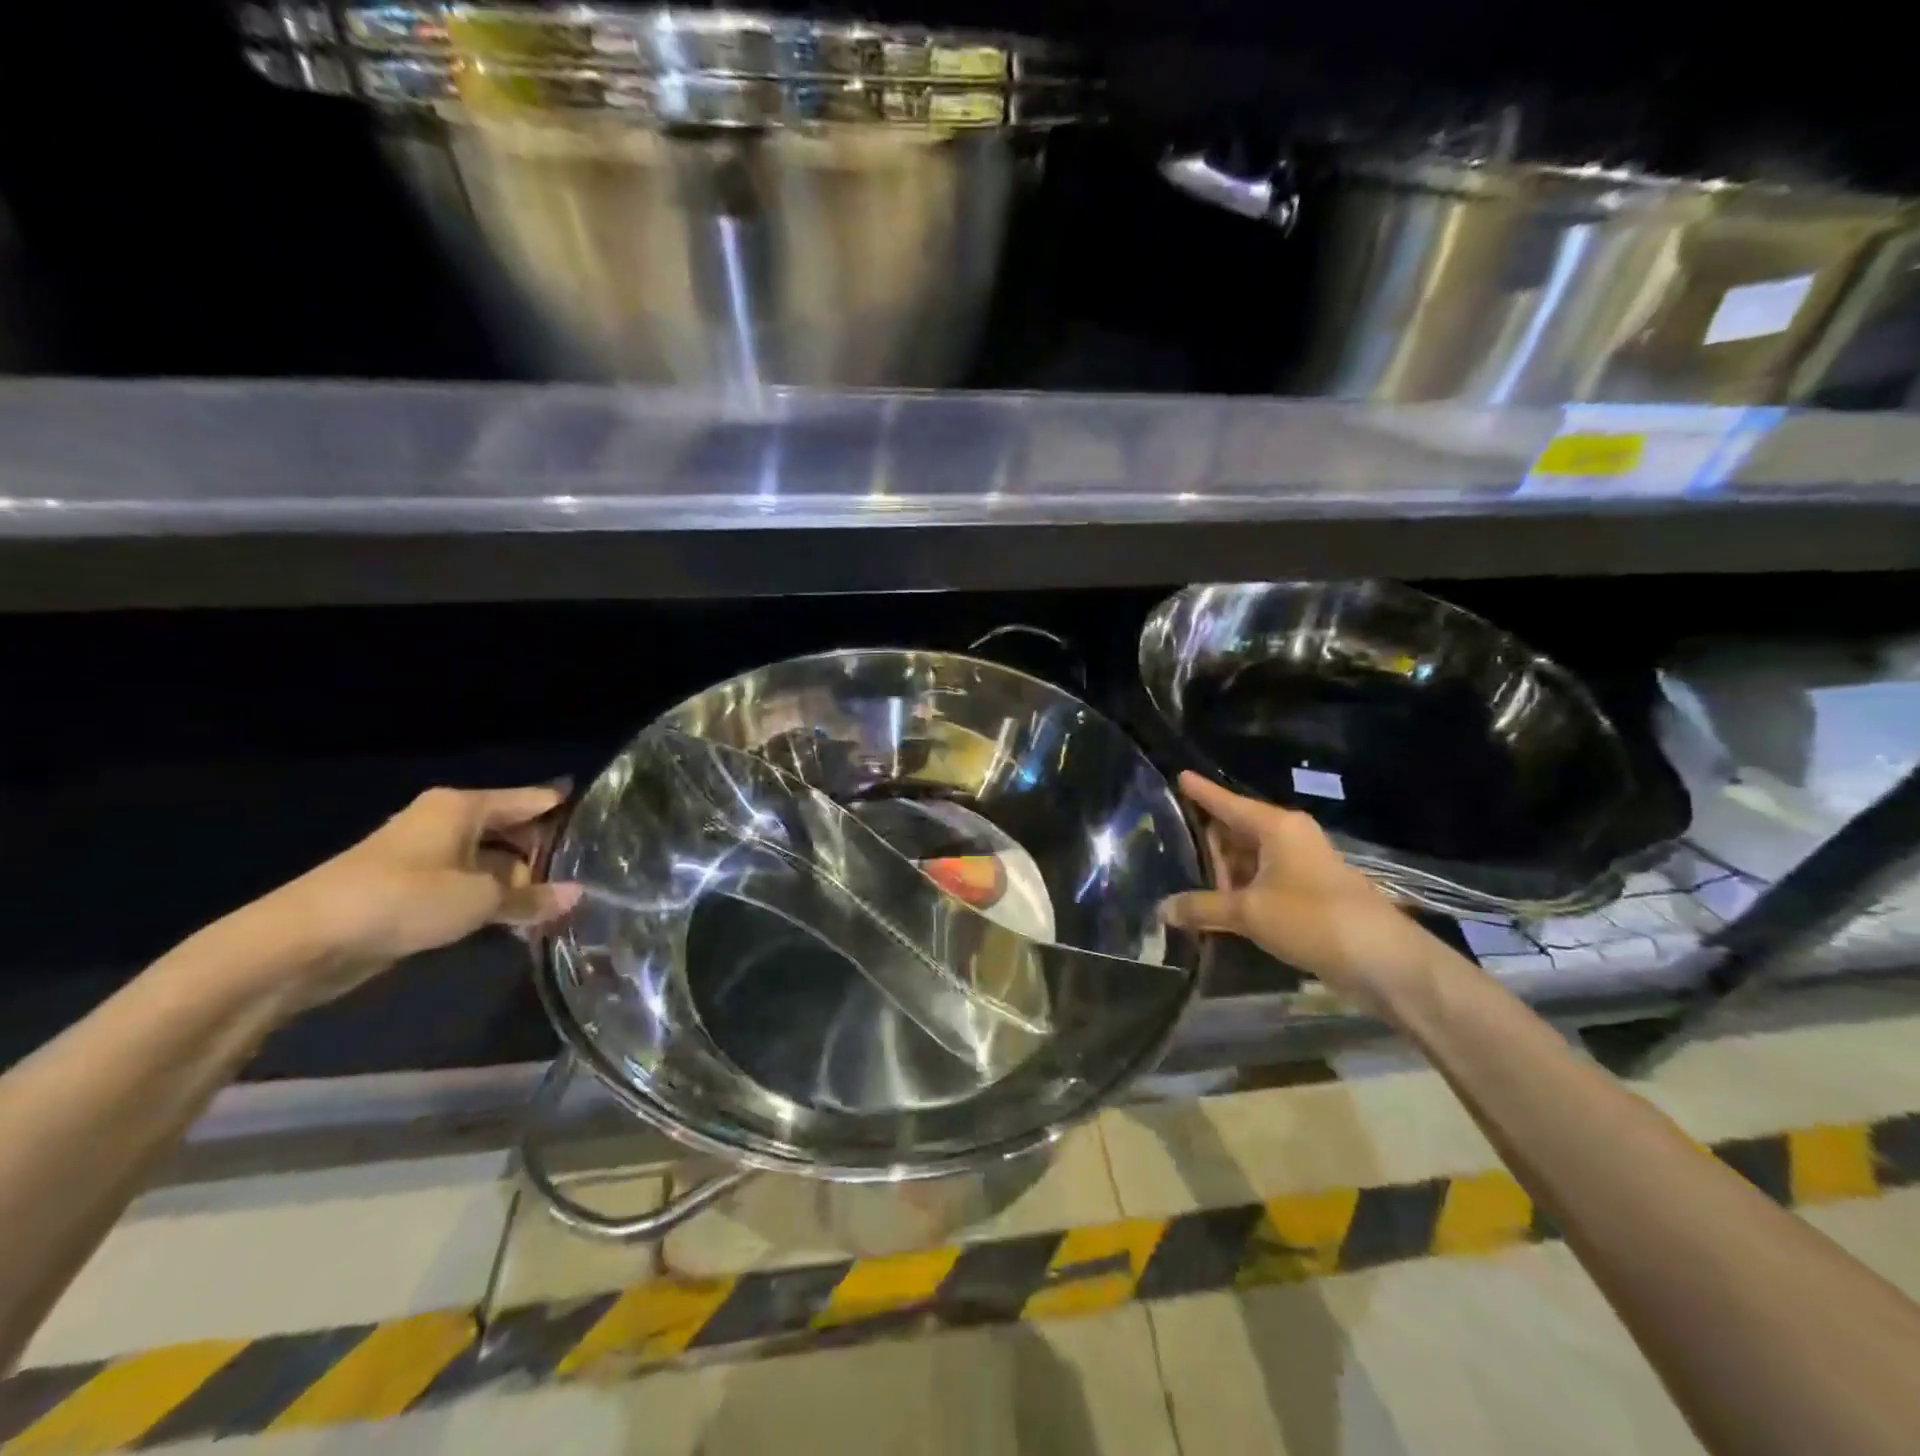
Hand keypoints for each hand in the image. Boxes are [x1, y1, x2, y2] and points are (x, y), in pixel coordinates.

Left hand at [256, 786, 581, 1010]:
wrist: (302, 942)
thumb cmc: (402, 899)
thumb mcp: (479, 900)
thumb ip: (532, 897)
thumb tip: (578, 895)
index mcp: (464, 806)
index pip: (533, 800)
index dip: (568, 814)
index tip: (606, 831)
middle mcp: (447, 822)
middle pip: (514, 831)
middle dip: (546, 856)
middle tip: (591, 879)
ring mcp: (427, 856)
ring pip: (491, 862)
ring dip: (519, 884)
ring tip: (563, 905)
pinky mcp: (412, 888)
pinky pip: (468, 886)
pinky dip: (492, 900)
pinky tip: (521, 921)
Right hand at [1159, 773, 1451, 1019]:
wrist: (1383, 959)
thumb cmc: (1312, 918)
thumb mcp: (1248, 912)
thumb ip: (1202, 908)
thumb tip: (1161, 909)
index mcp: (1276, 826)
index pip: (1228, 802)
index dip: (1201, 791)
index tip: (1179, 774)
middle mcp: (1289, 837)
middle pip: (1237, 830)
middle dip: (1208, 842)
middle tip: (1170, 848)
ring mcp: (1302, 864)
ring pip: (1251, 858)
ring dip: (1224, 872)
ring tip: (1187, 881)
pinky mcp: (1309, 892)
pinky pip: (1264, 880)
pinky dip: (1242, 890)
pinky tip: (1219, 906)